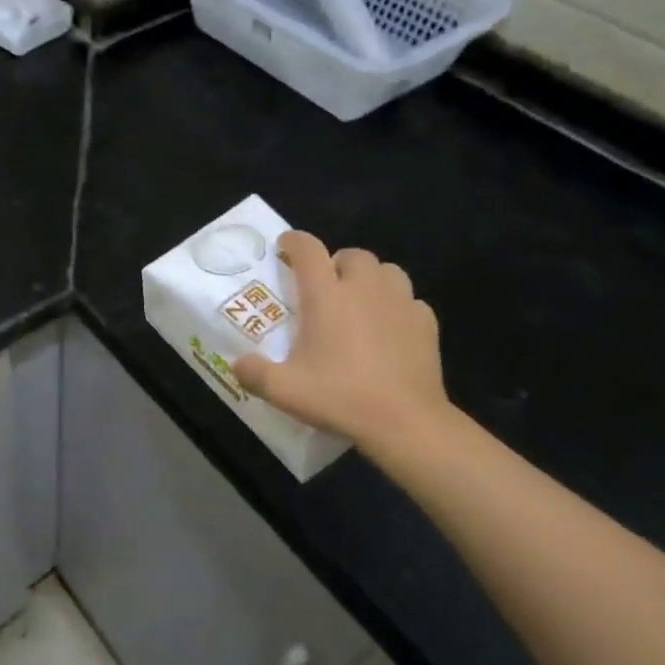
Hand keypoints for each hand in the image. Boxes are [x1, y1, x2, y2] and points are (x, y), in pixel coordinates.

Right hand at [231, 232, 452, 458]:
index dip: (293, 242)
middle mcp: (364, 289)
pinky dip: (397, 306)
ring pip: (386, 271)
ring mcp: (400, 303)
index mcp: (326, 296)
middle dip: (336, 262)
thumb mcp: (284, 391)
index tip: (284, 247)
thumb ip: (254, 373)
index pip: (307, 250)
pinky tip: (390, 328)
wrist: (406, 422)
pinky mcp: (426, 323)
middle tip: (325, 286)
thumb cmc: (341, 397)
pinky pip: (410, 300)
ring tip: (359, 301)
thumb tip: (237, 363)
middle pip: (352, 254)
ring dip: (370, 278)